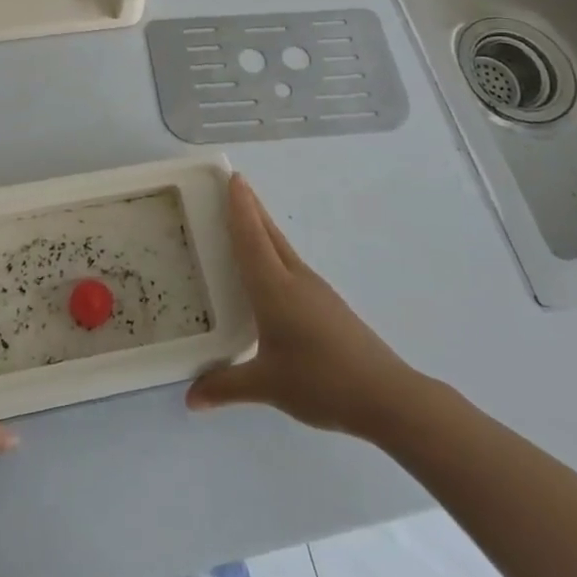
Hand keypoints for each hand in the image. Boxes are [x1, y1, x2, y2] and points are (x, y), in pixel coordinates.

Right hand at [188, 175, 424, 434]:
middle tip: (235, 185)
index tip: (233, 178)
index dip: (240, 207)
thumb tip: (190, 399)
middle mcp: (295, 280)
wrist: (386, 396)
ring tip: (246, 221)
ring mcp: (316, 291)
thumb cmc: (320, 382)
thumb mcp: (266, 386)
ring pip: (283, 249)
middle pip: (269, 234)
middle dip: (251, 208)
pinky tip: (271, 272)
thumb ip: (225, 387)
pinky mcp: (328, 306)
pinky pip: (293, 267)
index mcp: (274, 289)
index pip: (251, 238)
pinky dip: (275, 254)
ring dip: (264, 229)